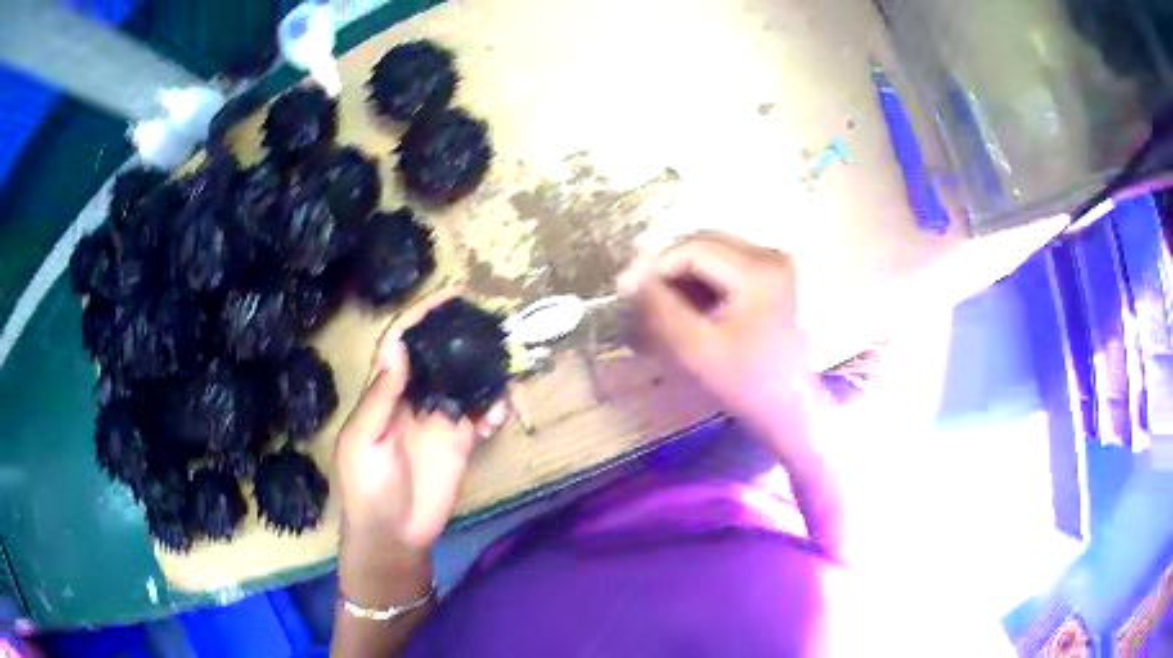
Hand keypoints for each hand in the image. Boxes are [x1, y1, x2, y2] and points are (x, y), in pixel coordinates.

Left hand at [335, 291, 509, 559]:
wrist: (394, 535)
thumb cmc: (368, 488)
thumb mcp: (363, 442)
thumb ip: (381, 398)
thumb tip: (399, 348)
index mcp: (384, 393)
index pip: (402, 343)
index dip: (422, 316)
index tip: (452, 295)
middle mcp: (413, 398)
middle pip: (438, 355)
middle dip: (461, 336)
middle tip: (490, 324)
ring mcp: (439, 419)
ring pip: (465, 381)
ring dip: (484, 373)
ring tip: (502, 369)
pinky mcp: (460, 442)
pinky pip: (481, 415)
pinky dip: (494, 410)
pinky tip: (497, 417)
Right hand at [621, 232, 815, 456]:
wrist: (790, 408)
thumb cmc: (747, 384)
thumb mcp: (696, 348)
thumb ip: (660, 308)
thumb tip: (630, 276)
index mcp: (758, 270)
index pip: (693, 248)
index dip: (655, 265)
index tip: (625, 290)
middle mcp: (770, 255)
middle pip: (703, 244)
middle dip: (668, 269)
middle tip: (640, 298)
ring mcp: (775, 265)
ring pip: (712, 254)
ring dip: (683, 276)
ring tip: (662, 307)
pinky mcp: (772, 278)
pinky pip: (726, 267)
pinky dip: (702, 283)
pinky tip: (689, 309)